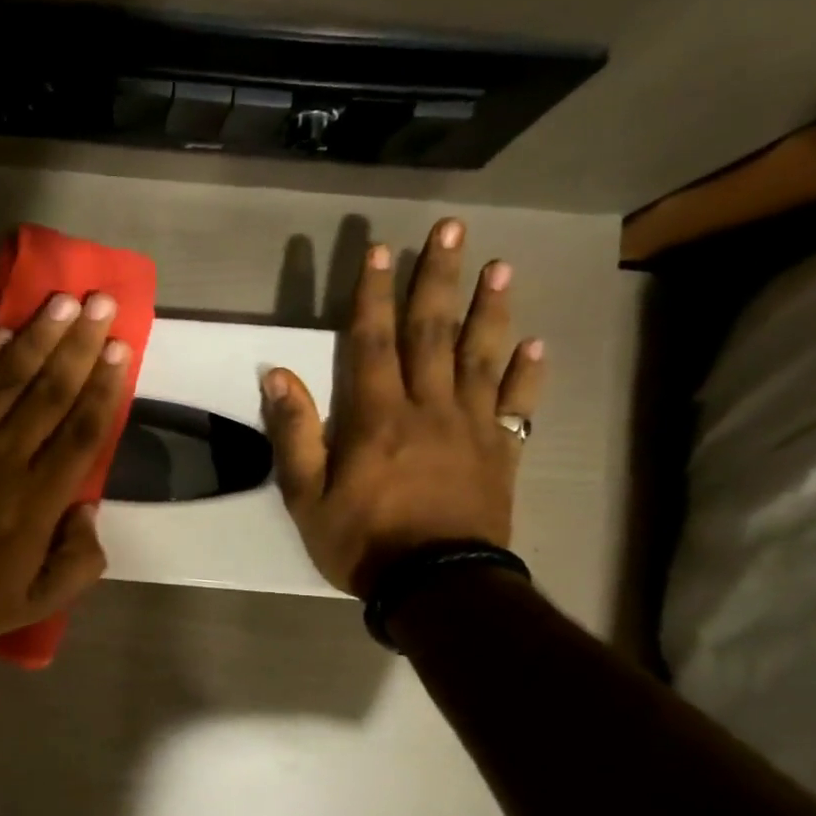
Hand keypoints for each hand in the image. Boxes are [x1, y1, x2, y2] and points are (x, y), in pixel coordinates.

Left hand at [0, 291, 131, 645]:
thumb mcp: (35, 602)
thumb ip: (76, 562)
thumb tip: (88, 511)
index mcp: (38, 498)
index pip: (81, 431)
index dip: (105, 387)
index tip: (121, 350)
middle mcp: (7, 456)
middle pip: (51, 391)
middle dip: (80, 345)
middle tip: (102, 304)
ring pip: (8, 377)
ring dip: (38, 337)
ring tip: (62, 303)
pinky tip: (0, 330)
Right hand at [261, 218, 544, 599]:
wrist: (437, 586)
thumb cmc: (363, 542)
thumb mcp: (306, 496)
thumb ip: (295, 434)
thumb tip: (279, 376)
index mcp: (377, 416)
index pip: (373, 341)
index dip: (373, 294)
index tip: (379, 250)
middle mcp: (428, 408)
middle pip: (433, 333)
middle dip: (438, 278)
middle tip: (451, 229)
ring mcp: (471, 427)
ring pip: (482, 357)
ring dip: (490, 309)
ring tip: (499, 267)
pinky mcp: (501, 453)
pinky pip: (518, 406)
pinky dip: (528, 375)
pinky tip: (536, 346)